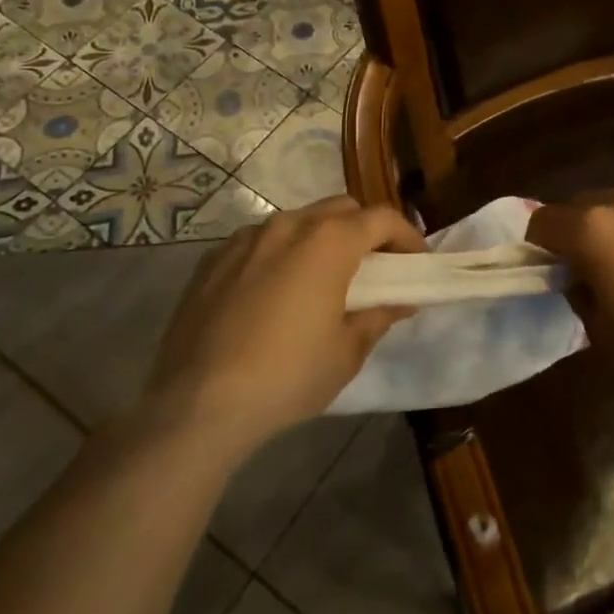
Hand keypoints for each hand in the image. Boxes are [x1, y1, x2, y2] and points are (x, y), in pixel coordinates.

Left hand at [140, 196, 426, 455]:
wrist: (197, 404)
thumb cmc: (288, 376)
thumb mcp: (347, 352)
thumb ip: (378, 316)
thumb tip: (401, 302)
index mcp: (328, 241)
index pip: (381, 218)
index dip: (407, 237)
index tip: (416, 264)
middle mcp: (288, 225)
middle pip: (340, 209)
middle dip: (365, 230)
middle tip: (374, 268)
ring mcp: (245, 239)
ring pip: (297, 221)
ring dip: (321, 239)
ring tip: (322, 279)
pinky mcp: (212, 260)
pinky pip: (259, 242)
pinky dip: (280, 254)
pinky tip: (275, 293)